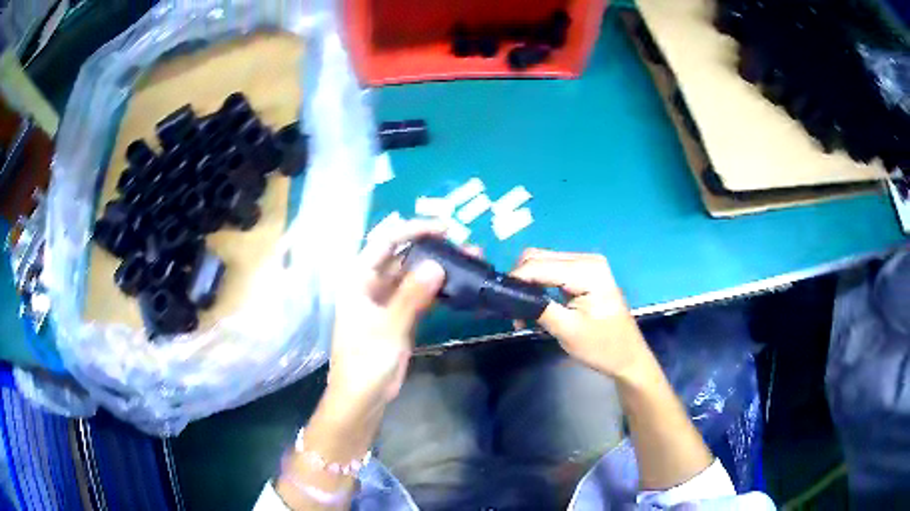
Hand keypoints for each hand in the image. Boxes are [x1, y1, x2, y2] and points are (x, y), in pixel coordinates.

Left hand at [326, 218, 445, 413]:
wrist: (362, 398)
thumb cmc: (364, 363)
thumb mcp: (387, 328)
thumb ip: (411, 297)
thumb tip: (437, 266)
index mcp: (358, 280)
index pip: (385, 242)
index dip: (413, 230)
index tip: (444, 228)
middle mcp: (372, 285)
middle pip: (403, 257)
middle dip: (432, 250)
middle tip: (464, 248)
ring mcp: (387, 301)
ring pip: (414, 277)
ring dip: (438, 270)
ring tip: (469, 264)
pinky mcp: (400, 318)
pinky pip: (419, 296)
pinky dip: (437, 291)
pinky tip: (458, 287)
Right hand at [511, 249, 650, 381]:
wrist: (628, 357)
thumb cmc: (602, 347)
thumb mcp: (567, 330)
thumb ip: (538, 308)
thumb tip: (509, 295)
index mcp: (587, 270)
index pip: (539, 265)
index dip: (515, 279)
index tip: (496, 300)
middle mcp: (586, 259)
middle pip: (539, 258)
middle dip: (521, 282)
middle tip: (511, 312)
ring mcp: (586, 264)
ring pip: (543, 264)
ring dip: (528, 285)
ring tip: (522, 316)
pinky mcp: (583, 273)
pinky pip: (552, 272)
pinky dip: (539, 287)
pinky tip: (535, 308)